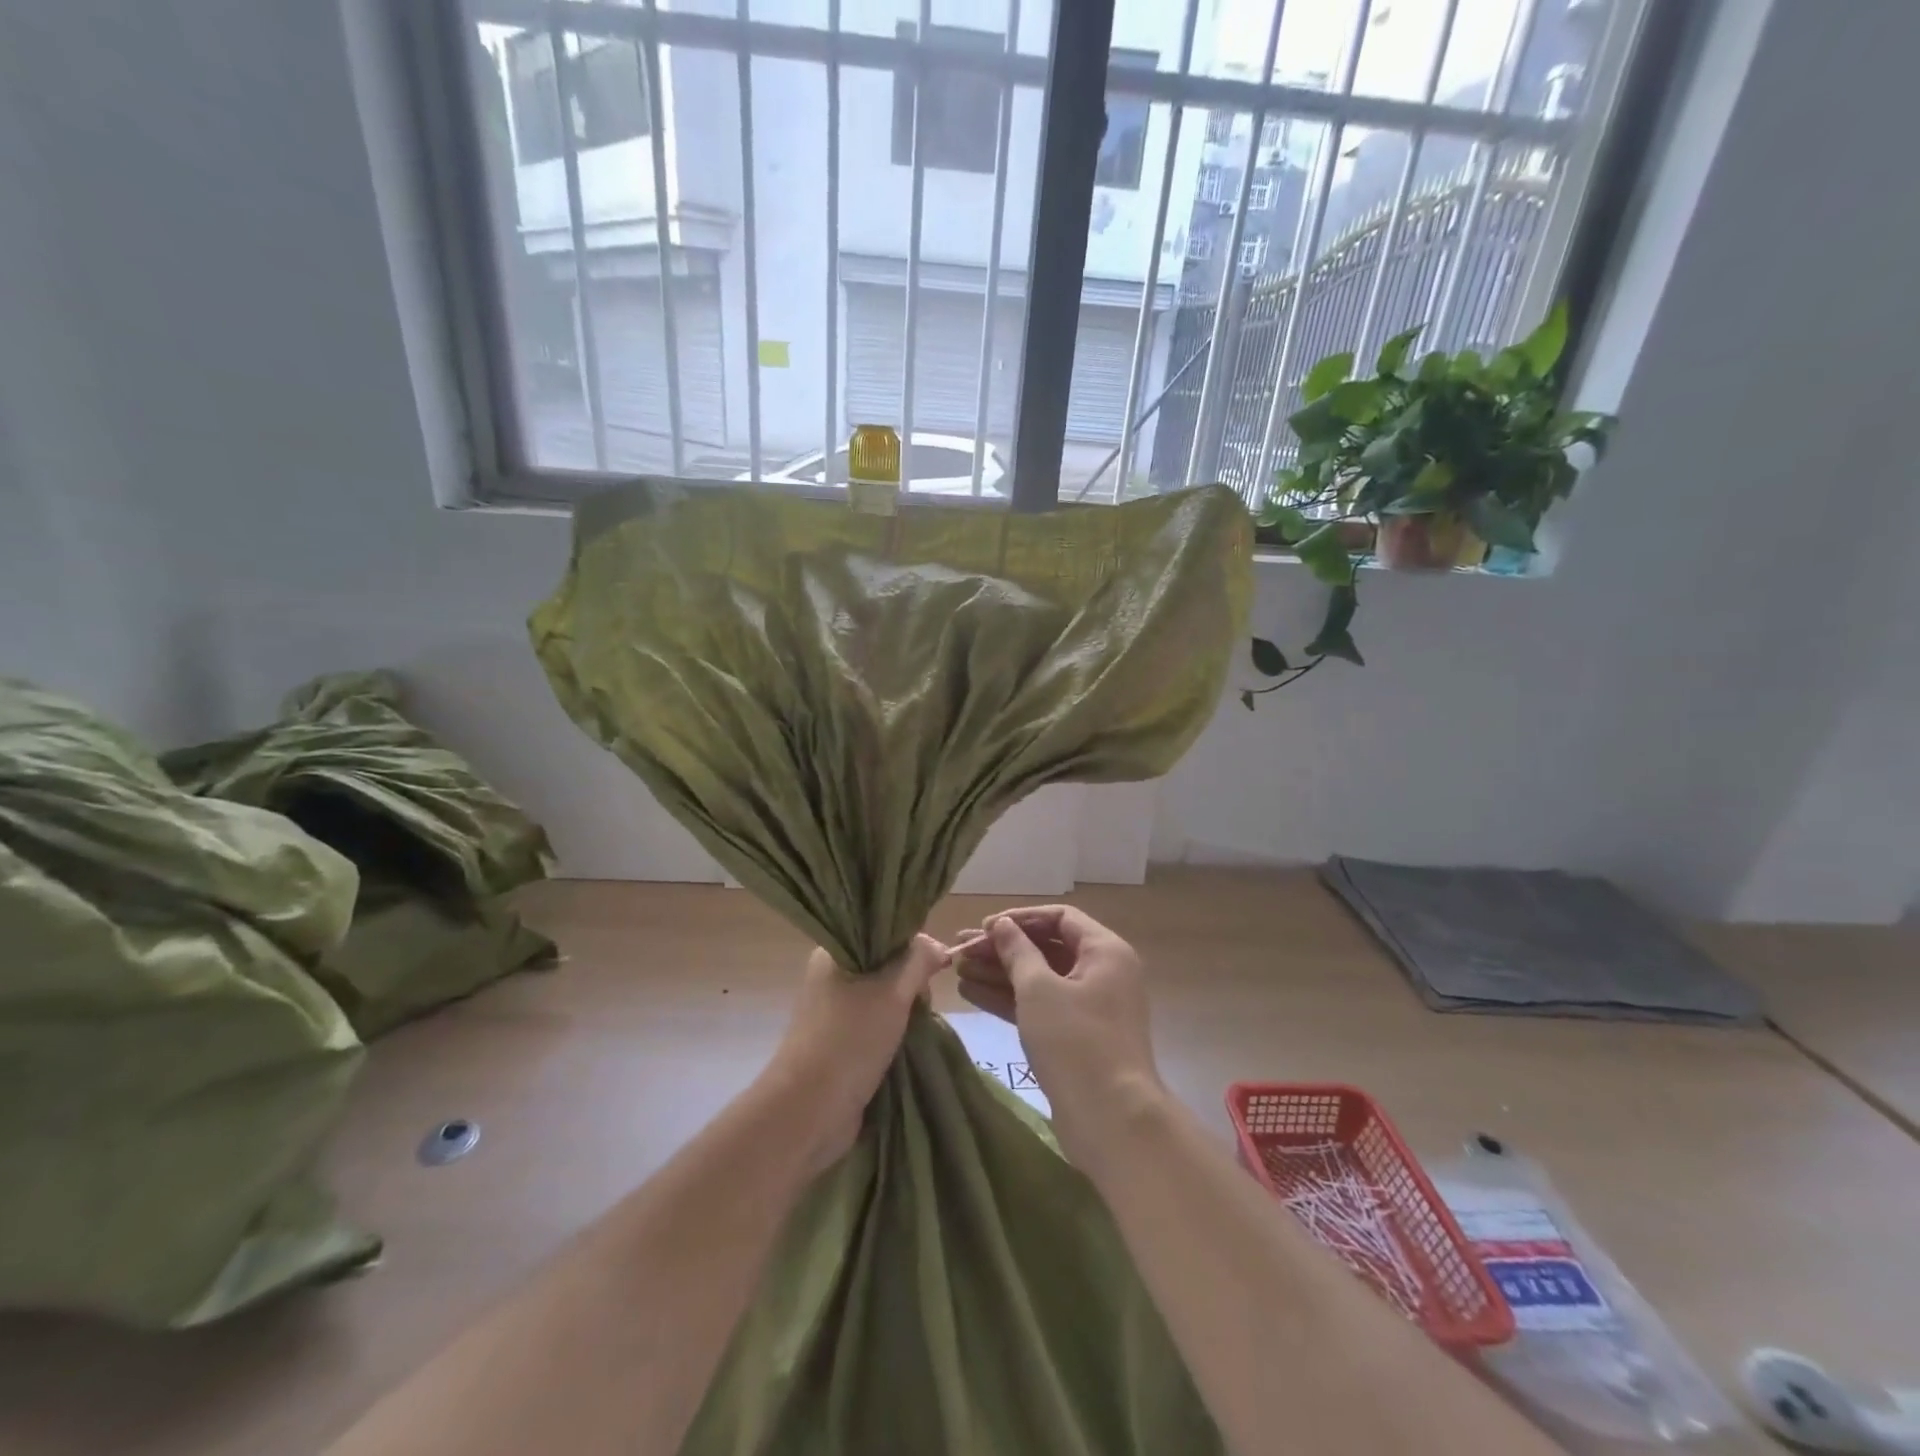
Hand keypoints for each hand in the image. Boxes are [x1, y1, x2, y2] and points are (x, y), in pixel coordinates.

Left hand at [764, 935, 948, 1169]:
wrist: (809, 1110)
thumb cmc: (850, 1040)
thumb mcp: (893, 992)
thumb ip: (919, 961)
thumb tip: (938, 946)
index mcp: (832, 953)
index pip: (881, 932)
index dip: (911, 945)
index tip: (932, 966)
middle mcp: (830, 976)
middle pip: (885, 965)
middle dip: (910, 982)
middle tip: (922, 1002)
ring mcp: (833, 1011)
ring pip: (883, 997)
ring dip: (904, 1010)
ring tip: (916, 1025)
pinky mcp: (839, 1042)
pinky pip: (875, 1024)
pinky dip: (894, 1031)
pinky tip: (908, 1041)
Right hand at [954, 907, 1160, 1161]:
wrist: (1112, 1120)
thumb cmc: (1075, 1042)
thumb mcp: (1039, 989)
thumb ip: (1017, 951)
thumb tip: (1001, 924)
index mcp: (1105, 951)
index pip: (1059, 918)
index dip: (1019, 919)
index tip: (984, 927)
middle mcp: (1102, 972)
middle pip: (1047, 947)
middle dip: (1002, 948)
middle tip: (960, 949)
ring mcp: (1090, 1007)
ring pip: (1040, 978)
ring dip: (1000, 973)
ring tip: (957, 970)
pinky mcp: (1076, 1036)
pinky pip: (1040, 1006)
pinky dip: (1010, 999)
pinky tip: (971, 994)